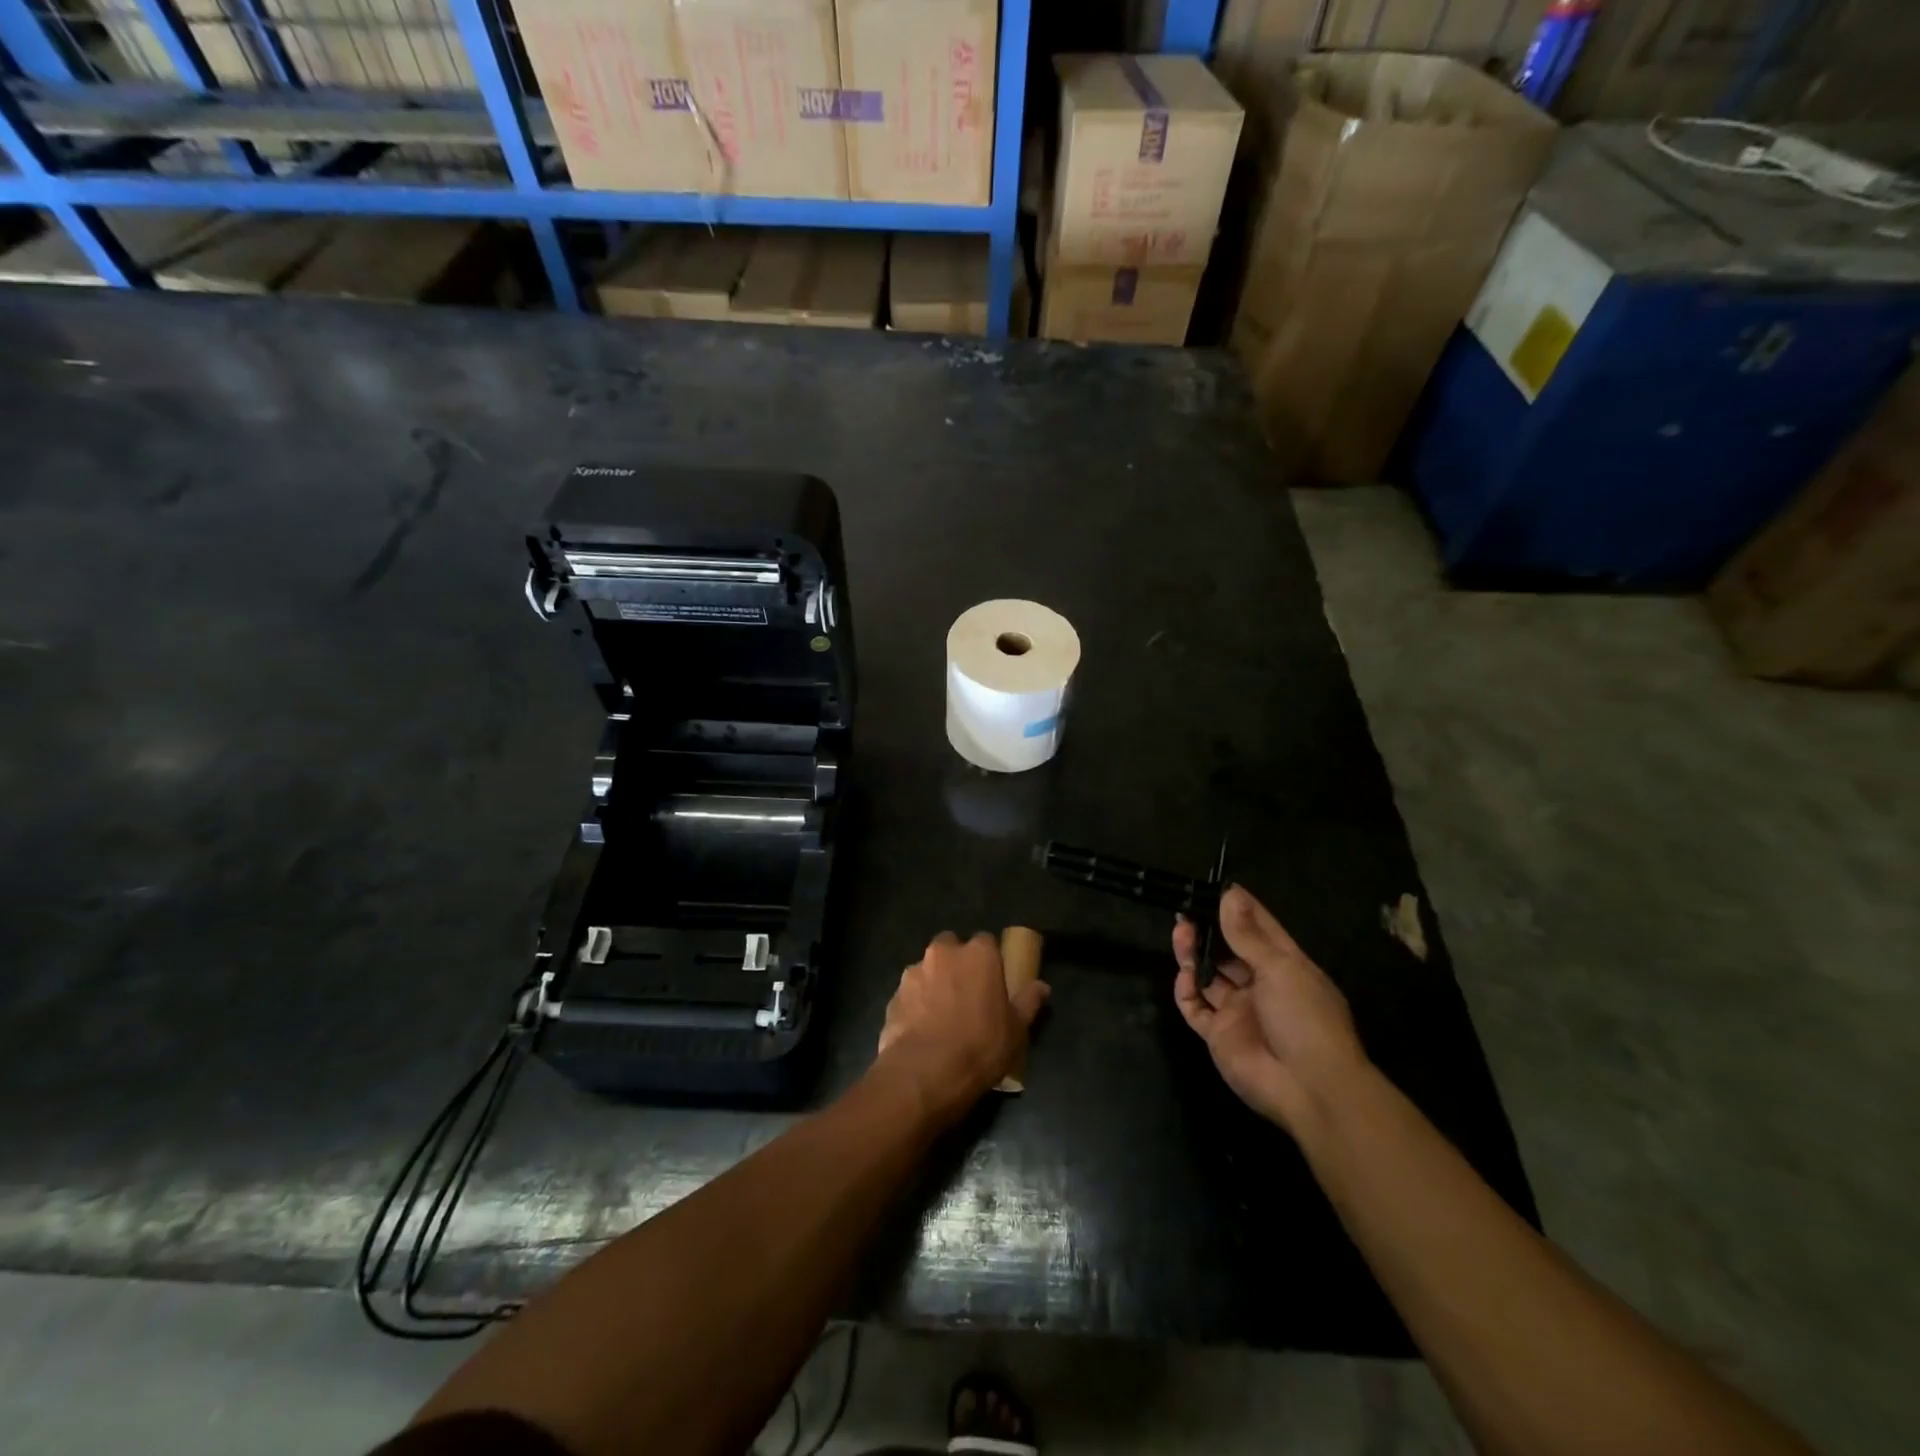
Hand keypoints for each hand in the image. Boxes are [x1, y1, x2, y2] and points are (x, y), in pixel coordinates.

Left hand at [877, 932, 1049, 1122]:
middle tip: (967, 995)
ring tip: (941, 1017)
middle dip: (957, 964)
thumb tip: (1042, 986)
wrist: (925, 1073)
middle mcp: (943, 953)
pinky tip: (922, 1031)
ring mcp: (913, 972)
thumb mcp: (1016, 1029)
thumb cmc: (980, 1045)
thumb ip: (1028, 1002)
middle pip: (951, 947)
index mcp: (978, 954)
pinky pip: (909, 995)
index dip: (990, 961)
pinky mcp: (892, 996)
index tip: (993, 982)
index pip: (986, 942)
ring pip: (927, 969)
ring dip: (934, 983)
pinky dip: (915, 1005)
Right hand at [1173, 886, 1366, 1136]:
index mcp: (1285, 966)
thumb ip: (1247, 934)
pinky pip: (1195, 1008)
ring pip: (1208, 975)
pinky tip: (1184, 977)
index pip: (1259, 928)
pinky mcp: (1218, 1035)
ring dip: (1193, 954)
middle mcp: (1260, 985)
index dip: (1238, 908)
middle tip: (1185, 911)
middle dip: (1208, 930)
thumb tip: (1230, 894)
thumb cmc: (1305, 1018)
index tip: (1216, 886)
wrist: (1310, 1088)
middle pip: (1228, 951)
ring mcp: (1238, 1011)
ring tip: (1180, 933)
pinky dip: (1186, 991)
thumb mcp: (1280, 968)